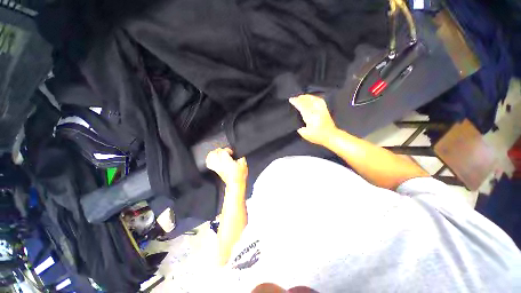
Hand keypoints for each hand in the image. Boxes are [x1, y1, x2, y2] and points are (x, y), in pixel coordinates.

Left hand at [206, 148, 247, 186]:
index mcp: (227, 161)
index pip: (223, 151)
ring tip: (218, 153)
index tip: (231, 152)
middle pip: (214, 153)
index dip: (228, 150)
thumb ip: (241, 157)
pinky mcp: (216, 170)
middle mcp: (220, 164)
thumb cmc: (240, 175)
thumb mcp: (244, 164)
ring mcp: (217, 167)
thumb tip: (238, 154)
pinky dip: (209, 160)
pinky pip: (209, 164)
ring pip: (209, 158)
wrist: (236, 184)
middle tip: (224, 151)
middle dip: (219, 150)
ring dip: (213, 154)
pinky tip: (213, 159)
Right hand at [289, 94, 337, 144]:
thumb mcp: (305, 134)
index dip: (296, 102)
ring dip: (307, 97)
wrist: (331, 136)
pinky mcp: (325, 110)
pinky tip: (312, 98)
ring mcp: (321, 109)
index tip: (291, 99)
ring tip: (302, 96)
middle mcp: (316, 111)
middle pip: (307, 101)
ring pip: (313, 99)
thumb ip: (301, 129)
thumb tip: (299, 126)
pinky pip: (319, 101)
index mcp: (310, 116)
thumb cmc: (318, 136)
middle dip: (300, 98)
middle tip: (294, 97)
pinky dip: (314, 98)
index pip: (302, 106)